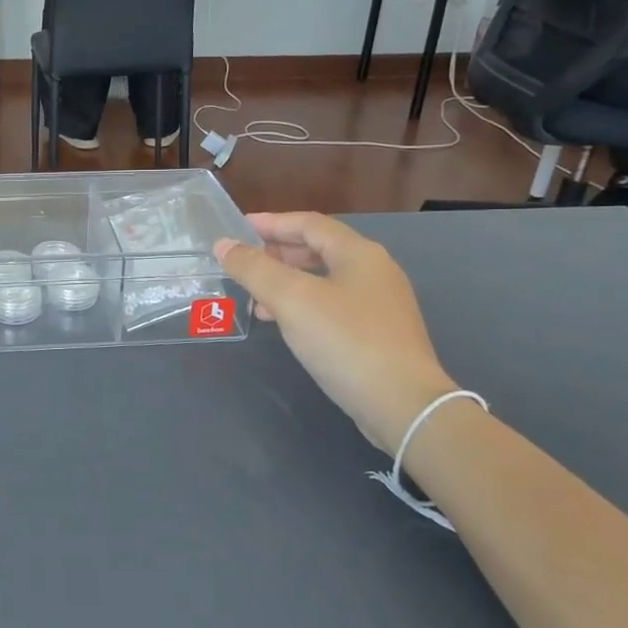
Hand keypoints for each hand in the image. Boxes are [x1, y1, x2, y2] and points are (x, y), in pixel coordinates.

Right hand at [216, 213, 457, 453]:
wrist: (403, 404)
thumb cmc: (345, 341)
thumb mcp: (291, 299)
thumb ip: (254, 269)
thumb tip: (224, 245)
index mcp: (358, 253)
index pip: (309, 223)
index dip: (271, 222)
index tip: (237, 229)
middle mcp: (374, 271)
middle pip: (319, 249)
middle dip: (278, 252)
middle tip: (245, 262)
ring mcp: (380, 303)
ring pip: (324, 279)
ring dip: (287, 282)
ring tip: (256, 298)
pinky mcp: (379, 333)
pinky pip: (333, 305)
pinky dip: (303, 305)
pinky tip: (285, 323)